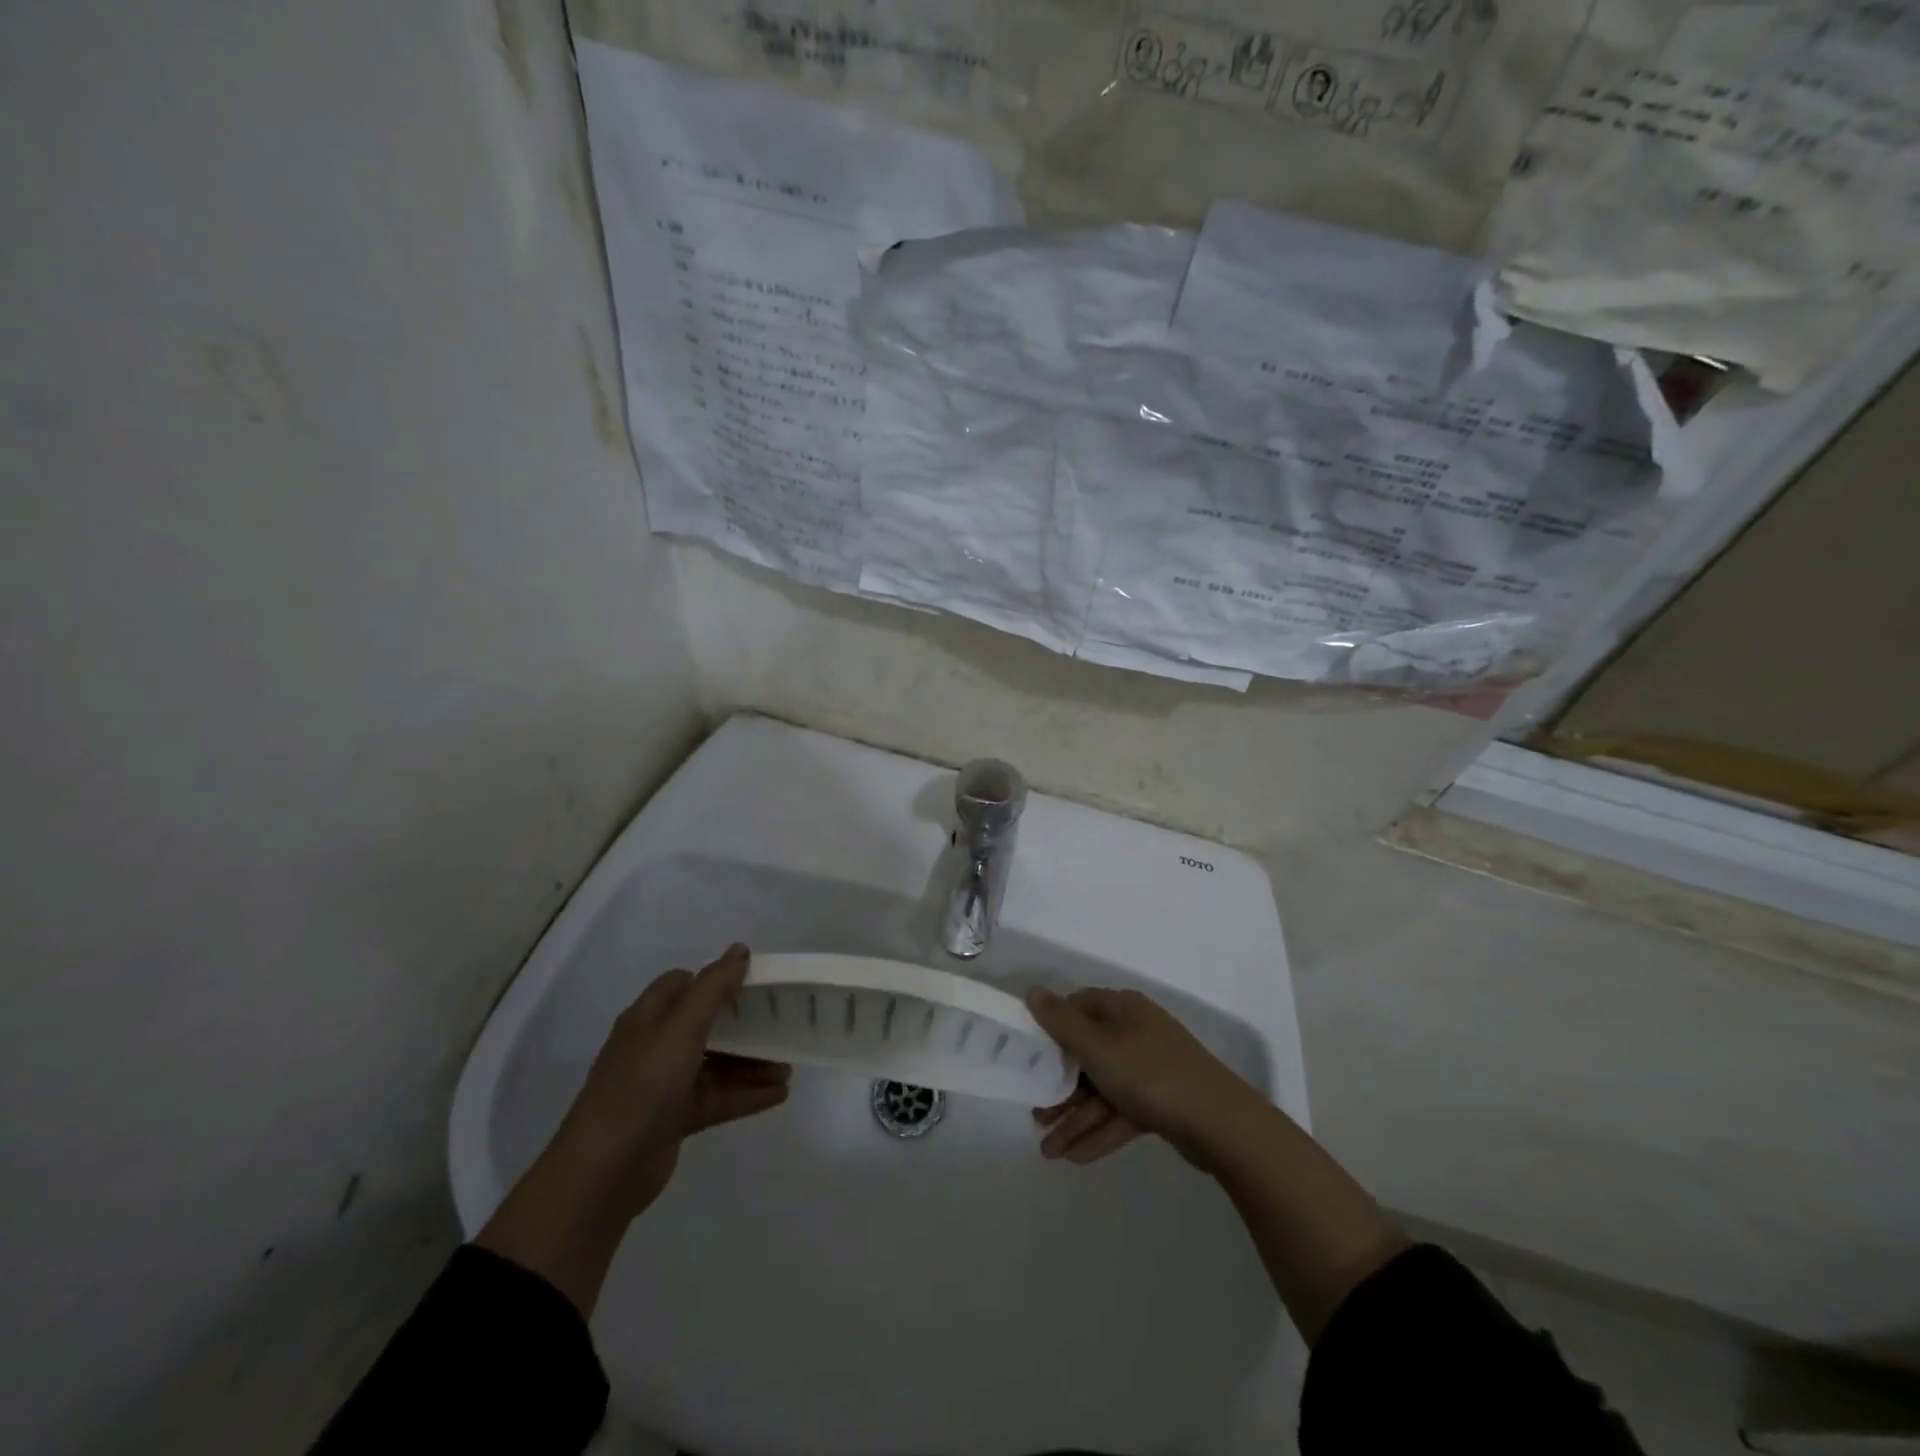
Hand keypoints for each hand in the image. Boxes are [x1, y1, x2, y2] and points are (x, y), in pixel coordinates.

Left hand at [550, 943, 791, 1217]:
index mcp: (648, 1018)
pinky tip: (780, 1095)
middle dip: (743, 1024)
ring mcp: (663, 1085)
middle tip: (779, 1022)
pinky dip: (746, 1095)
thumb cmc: (643, 1083)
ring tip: (788, 1067)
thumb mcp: (682, 1026)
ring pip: (715, 1065)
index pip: (682, 984)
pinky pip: (717, 1099)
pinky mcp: (674, 1120)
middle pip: (704, 1025)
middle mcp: (654, 1047)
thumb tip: (740, 949)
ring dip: (750, 1064)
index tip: (753, 982)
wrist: (605, 1169)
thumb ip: (714, 986)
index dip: (715, 979)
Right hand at [1026, 985, 1265, 1167]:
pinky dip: (1100, 1132)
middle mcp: (1134, 1032)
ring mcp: (1150, 1068)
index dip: (1052, 1028)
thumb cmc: (1149, 1073)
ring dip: (1076, 1118)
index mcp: (1121, 1009)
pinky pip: (1121, 1113)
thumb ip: (1061, 1022)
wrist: (1219, 1122)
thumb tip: (1033, 992)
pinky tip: (1075, 1158)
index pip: (1077, 1007)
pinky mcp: (1161, 1101)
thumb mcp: (1097, 1046)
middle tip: (1037, 1115)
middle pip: (1087, 1054)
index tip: (1029, 1053)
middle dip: (1060, 1087)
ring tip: (1048, 1151)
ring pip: (1102, 1089)